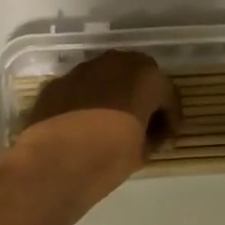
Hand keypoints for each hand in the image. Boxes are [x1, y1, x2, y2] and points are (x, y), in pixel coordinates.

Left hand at [16, 49, 181, 185]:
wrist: (54, 162)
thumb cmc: (108, 157)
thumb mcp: (141, 152)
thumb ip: (151, 136)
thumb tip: (149, 135)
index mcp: (146, 77)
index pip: (168, 95)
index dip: (170, 118)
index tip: (167, 138)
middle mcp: (116, 63)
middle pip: (138, 74)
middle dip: (143, 94)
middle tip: (142, 121)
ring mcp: (83, 69)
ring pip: (108, 75)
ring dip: (114, 92)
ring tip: (112, 119)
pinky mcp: (58, 82)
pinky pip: (82, 87)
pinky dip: (88, 99)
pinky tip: (84, 122)